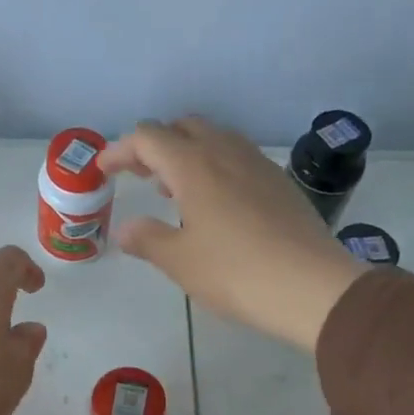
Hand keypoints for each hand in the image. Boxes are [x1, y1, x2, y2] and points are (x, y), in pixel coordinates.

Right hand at [99, 116, 368, 350]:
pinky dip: (214, 166)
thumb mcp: (179, 261)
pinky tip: (214, 202)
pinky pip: (237, 158)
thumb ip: (147, 239)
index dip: (120, 150)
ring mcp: (257, 164)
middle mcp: (225, 152)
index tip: (104, 170)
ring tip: (172, 188)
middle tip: (138, 175)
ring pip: (214, 139)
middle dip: (154, 145)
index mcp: (194, 165)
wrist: (310, 286)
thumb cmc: (235, 272)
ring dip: (186, 153)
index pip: (148, 138)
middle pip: (182, 128)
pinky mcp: (279, 182)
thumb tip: (126, 228)